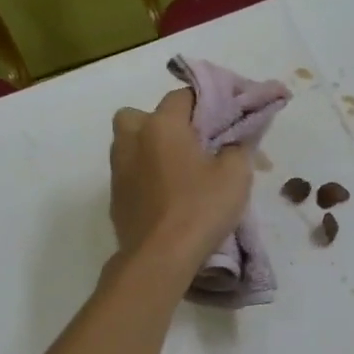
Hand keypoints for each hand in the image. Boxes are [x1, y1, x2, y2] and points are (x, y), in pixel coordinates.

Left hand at [109, 88, 252, 272]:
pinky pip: (132, 173)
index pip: (183, 95)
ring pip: (133, 144)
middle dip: (165, 123)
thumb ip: (238, 148)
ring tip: (181, 171)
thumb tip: (234, 141)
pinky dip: (147, 176)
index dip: (207, 102)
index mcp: (161, 125)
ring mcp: (118, 169)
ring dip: (152, 149)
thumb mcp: (236, 175)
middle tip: (192, 144)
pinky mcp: (115, 197)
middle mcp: (132, 139)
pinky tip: (168, 196)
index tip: (225, 117)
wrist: (159, 258)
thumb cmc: (200, 208)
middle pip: (144, 115)